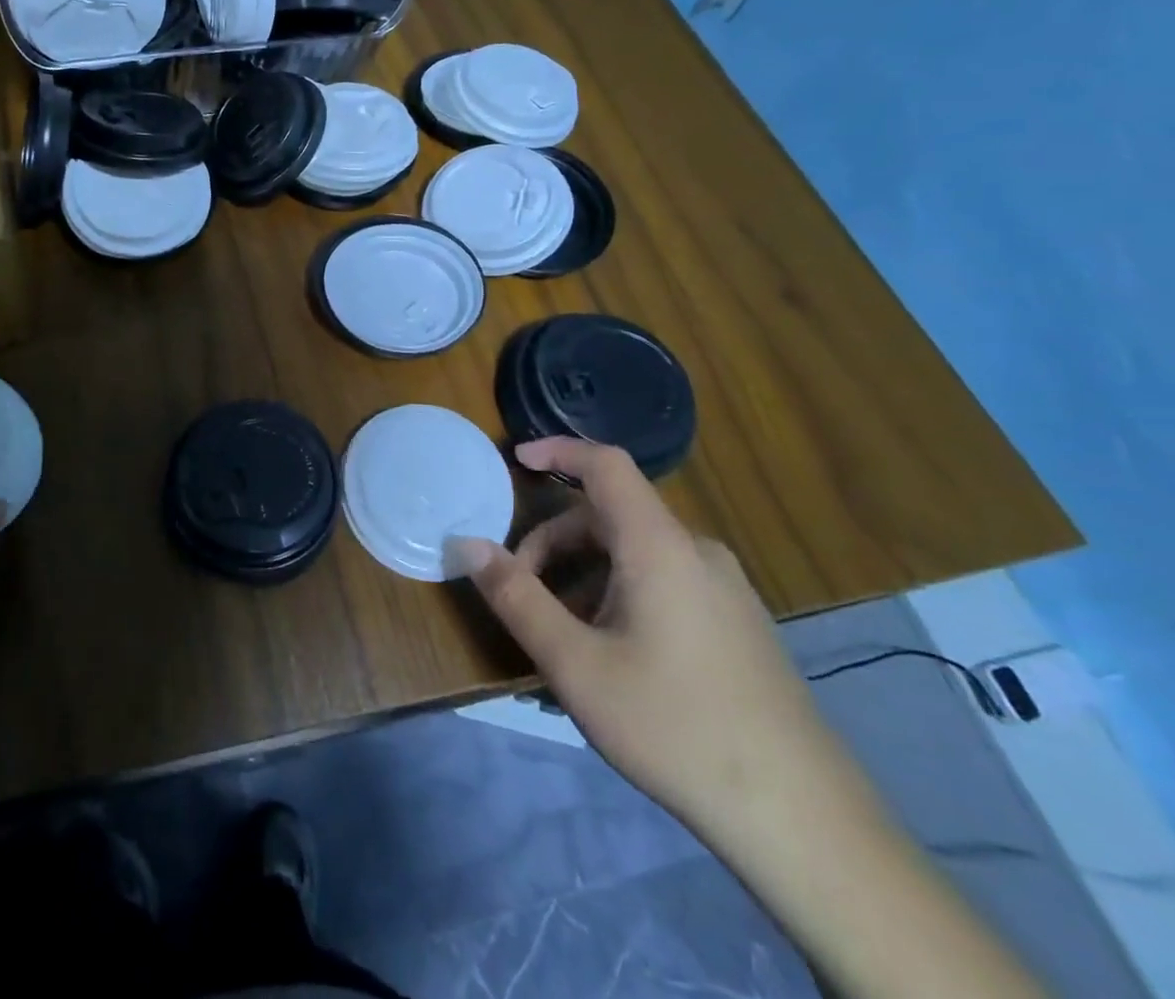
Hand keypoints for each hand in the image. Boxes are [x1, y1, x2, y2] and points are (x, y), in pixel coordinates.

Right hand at [449, 438, 838, 838]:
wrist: (804, 822)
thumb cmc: (674, 726)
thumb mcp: (575, 664)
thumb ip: (516, 596)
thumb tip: (468, 545)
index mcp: (659, 546)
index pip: (605, 465)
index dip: (558, 449)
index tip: (515, 459)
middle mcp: (696, 553)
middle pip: (610, 517)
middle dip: (554, 543)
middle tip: (521, 592)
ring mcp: (725, 590)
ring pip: (635, 554)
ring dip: (583, 575)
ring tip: (561, 637)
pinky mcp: (738, 624)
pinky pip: (663, 582)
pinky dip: (618, 594)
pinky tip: (610, 656)